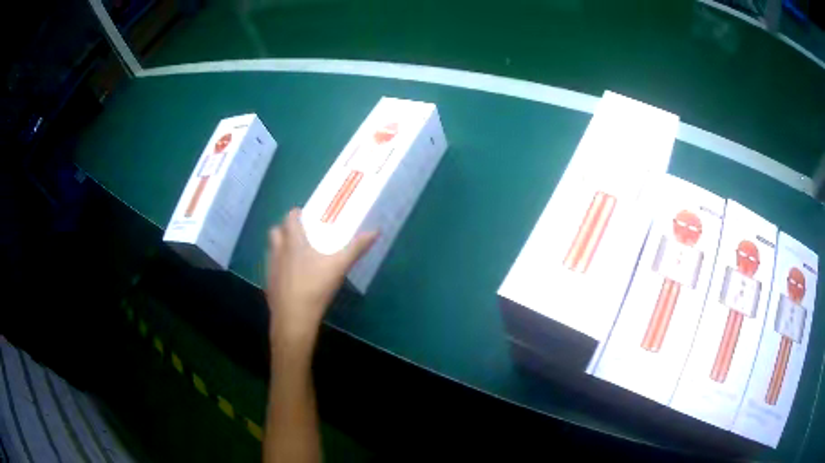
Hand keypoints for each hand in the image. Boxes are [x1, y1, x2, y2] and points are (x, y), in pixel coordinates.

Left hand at [267, 208, 377, 355]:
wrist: (294, 318)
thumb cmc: (315, 287)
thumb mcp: (339, 266)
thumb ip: (356, 248)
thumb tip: (375, 231)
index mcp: (293, 242)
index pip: (289, 218)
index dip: (296, 214)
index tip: (306, 217)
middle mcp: (278, 251)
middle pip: (275, 231)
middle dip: (285, 230)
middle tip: (301, 236)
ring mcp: (271, 268)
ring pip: (272, 250)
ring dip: (281, 248)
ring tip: (297, 257)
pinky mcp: (269, 284)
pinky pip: (273, 268)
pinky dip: (280, 268)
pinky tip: (293, 280)